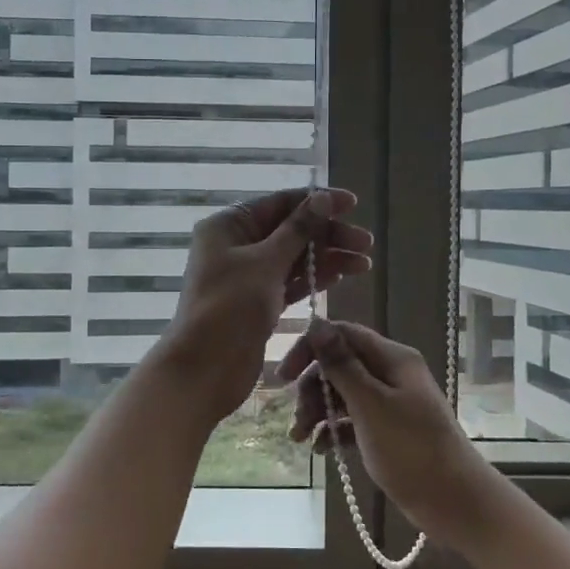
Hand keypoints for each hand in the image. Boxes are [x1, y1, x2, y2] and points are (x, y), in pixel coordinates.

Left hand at [154, 188, 372, 422]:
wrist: (204, 371)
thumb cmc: (230, 309)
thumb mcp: (265, 264)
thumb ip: (297, 230)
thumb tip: (321, 198)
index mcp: (229, 226)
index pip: (280, 203)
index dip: (317, 201)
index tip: (353, 204)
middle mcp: (236, 245)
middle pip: (290, 230)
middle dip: (328, 234)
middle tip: (365, 243)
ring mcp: (247, 275)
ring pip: (294, 258)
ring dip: (327, 258)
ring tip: (364, 264)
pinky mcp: (258, 302)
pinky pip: (290, 282)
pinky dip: (313, 279)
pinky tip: (340, 277)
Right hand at [275, 319, 502, 550]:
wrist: (454, 502)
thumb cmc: (411, 449)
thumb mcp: (370, 404)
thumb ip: (341, 364)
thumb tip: (316, 323)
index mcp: (392, 358)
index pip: (342, 335)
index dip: (310, 349)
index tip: (283, 377)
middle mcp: (391, 374)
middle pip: (339, 365)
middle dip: (312, 388)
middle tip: (296, 417)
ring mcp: (390, 403)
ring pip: (343, 394)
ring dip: (318, 411)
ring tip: (300, 439)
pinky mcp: (388, 430)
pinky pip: (352, 420)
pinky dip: (334, 430)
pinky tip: (320, 450)